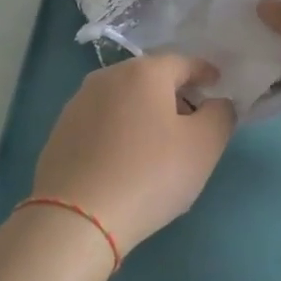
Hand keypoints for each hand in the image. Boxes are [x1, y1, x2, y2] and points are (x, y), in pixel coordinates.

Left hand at [30, 54, 234, 255]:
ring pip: (124, 100)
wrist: (76, 218)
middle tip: (193, 122)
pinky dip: (120, 131)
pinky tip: (126, 160)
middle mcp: (106, 77)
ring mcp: (77, 104)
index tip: (218, 86)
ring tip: (159, 145)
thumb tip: (216, 104)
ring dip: (145, 113)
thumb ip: (220, 115)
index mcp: (144, 72)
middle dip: (175, 94)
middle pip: (151, 78)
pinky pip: (102, 123)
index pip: (184, 62)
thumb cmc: (150, 174)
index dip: (205, 72)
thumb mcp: (204, 146)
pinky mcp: (60, 132)